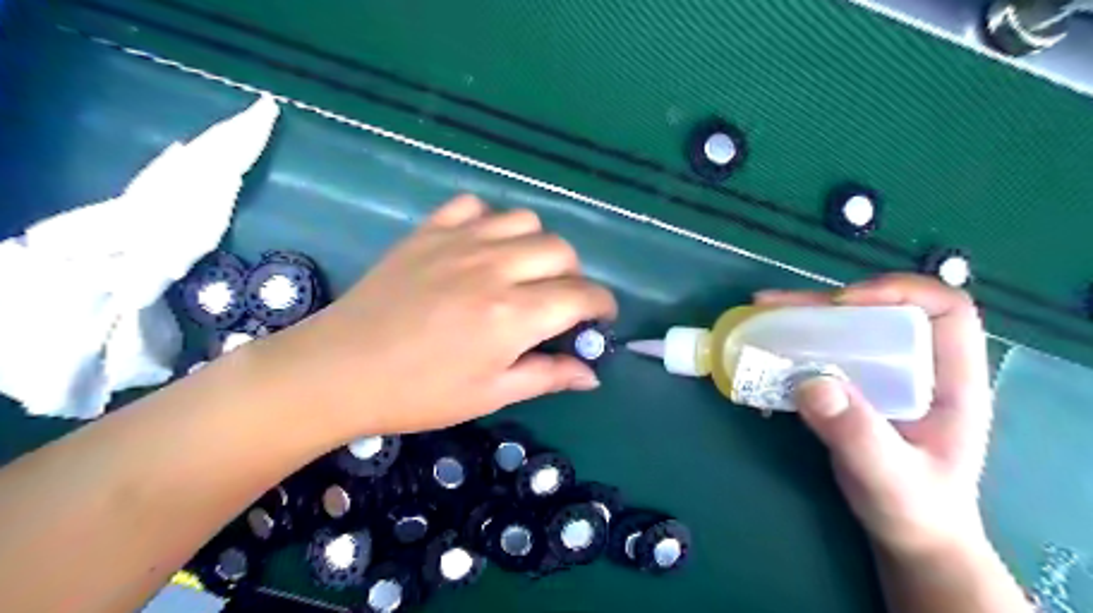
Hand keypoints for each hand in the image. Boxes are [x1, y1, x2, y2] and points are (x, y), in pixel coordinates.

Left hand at [258, 193, 614, 436]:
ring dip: (537, 245)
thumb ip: (548, 377)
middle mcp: (495, 268)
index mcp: (514, 315)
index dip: (602, 306)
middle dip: (573, 276)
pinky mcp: (429, 231)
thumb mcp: (491, 395)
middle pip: (561, 251)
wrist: (340, 370)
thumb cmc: (419, 393)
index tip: (600, 318)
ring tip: (523, 271)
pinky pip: (474, 206)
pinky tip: (481, 248)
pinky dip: (489, 222)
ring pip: (525, 221)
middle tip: (558, 302)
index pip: (582, 295)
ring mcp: (460, 242)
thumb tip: (591, 374)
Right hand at [757, 276, 997, 560]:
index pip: (944, 310)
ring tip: (760, 315)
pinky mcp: (853, 385)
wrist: (907, 533)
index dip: (898, 292)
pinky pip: (823, 352)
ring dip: (801, 319)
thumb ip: (857, 435)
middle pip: (878, 310)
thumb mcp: (890, 478)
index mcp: (951, 380)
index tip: (844, 305)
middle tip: (775, 306)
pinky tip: (764, 350)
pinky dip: (792, 345)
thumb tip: (810, 382)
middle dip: (825, 302)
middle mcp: (917, 366)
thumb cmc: (915, 508)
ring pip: (845, 328)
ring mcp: (883, 374)